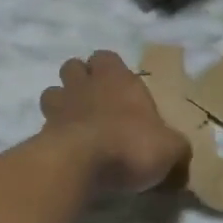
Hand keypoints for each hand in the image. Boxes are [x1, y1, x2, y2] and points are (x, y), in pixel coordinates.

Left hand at [39, 50, 190, 193]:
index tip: (121, 87)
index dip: (111, 69)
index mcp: (118, 79)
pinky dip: (53, 134)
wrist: (81, 165)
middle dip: (81, 80)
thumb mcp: (171, 149)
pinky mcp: (42, 133)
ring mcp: (59, 107)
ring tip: (76, 123)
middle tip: (96, 102)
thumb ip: (175, 147)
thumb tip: (180, 155)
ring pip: (52, 92)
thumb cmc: (132, 145)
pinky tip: (67, 151)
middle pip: (73, 67)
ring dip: (61, 103)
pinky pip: (44, 126)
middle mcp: (86, 85)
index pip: (107, 56)